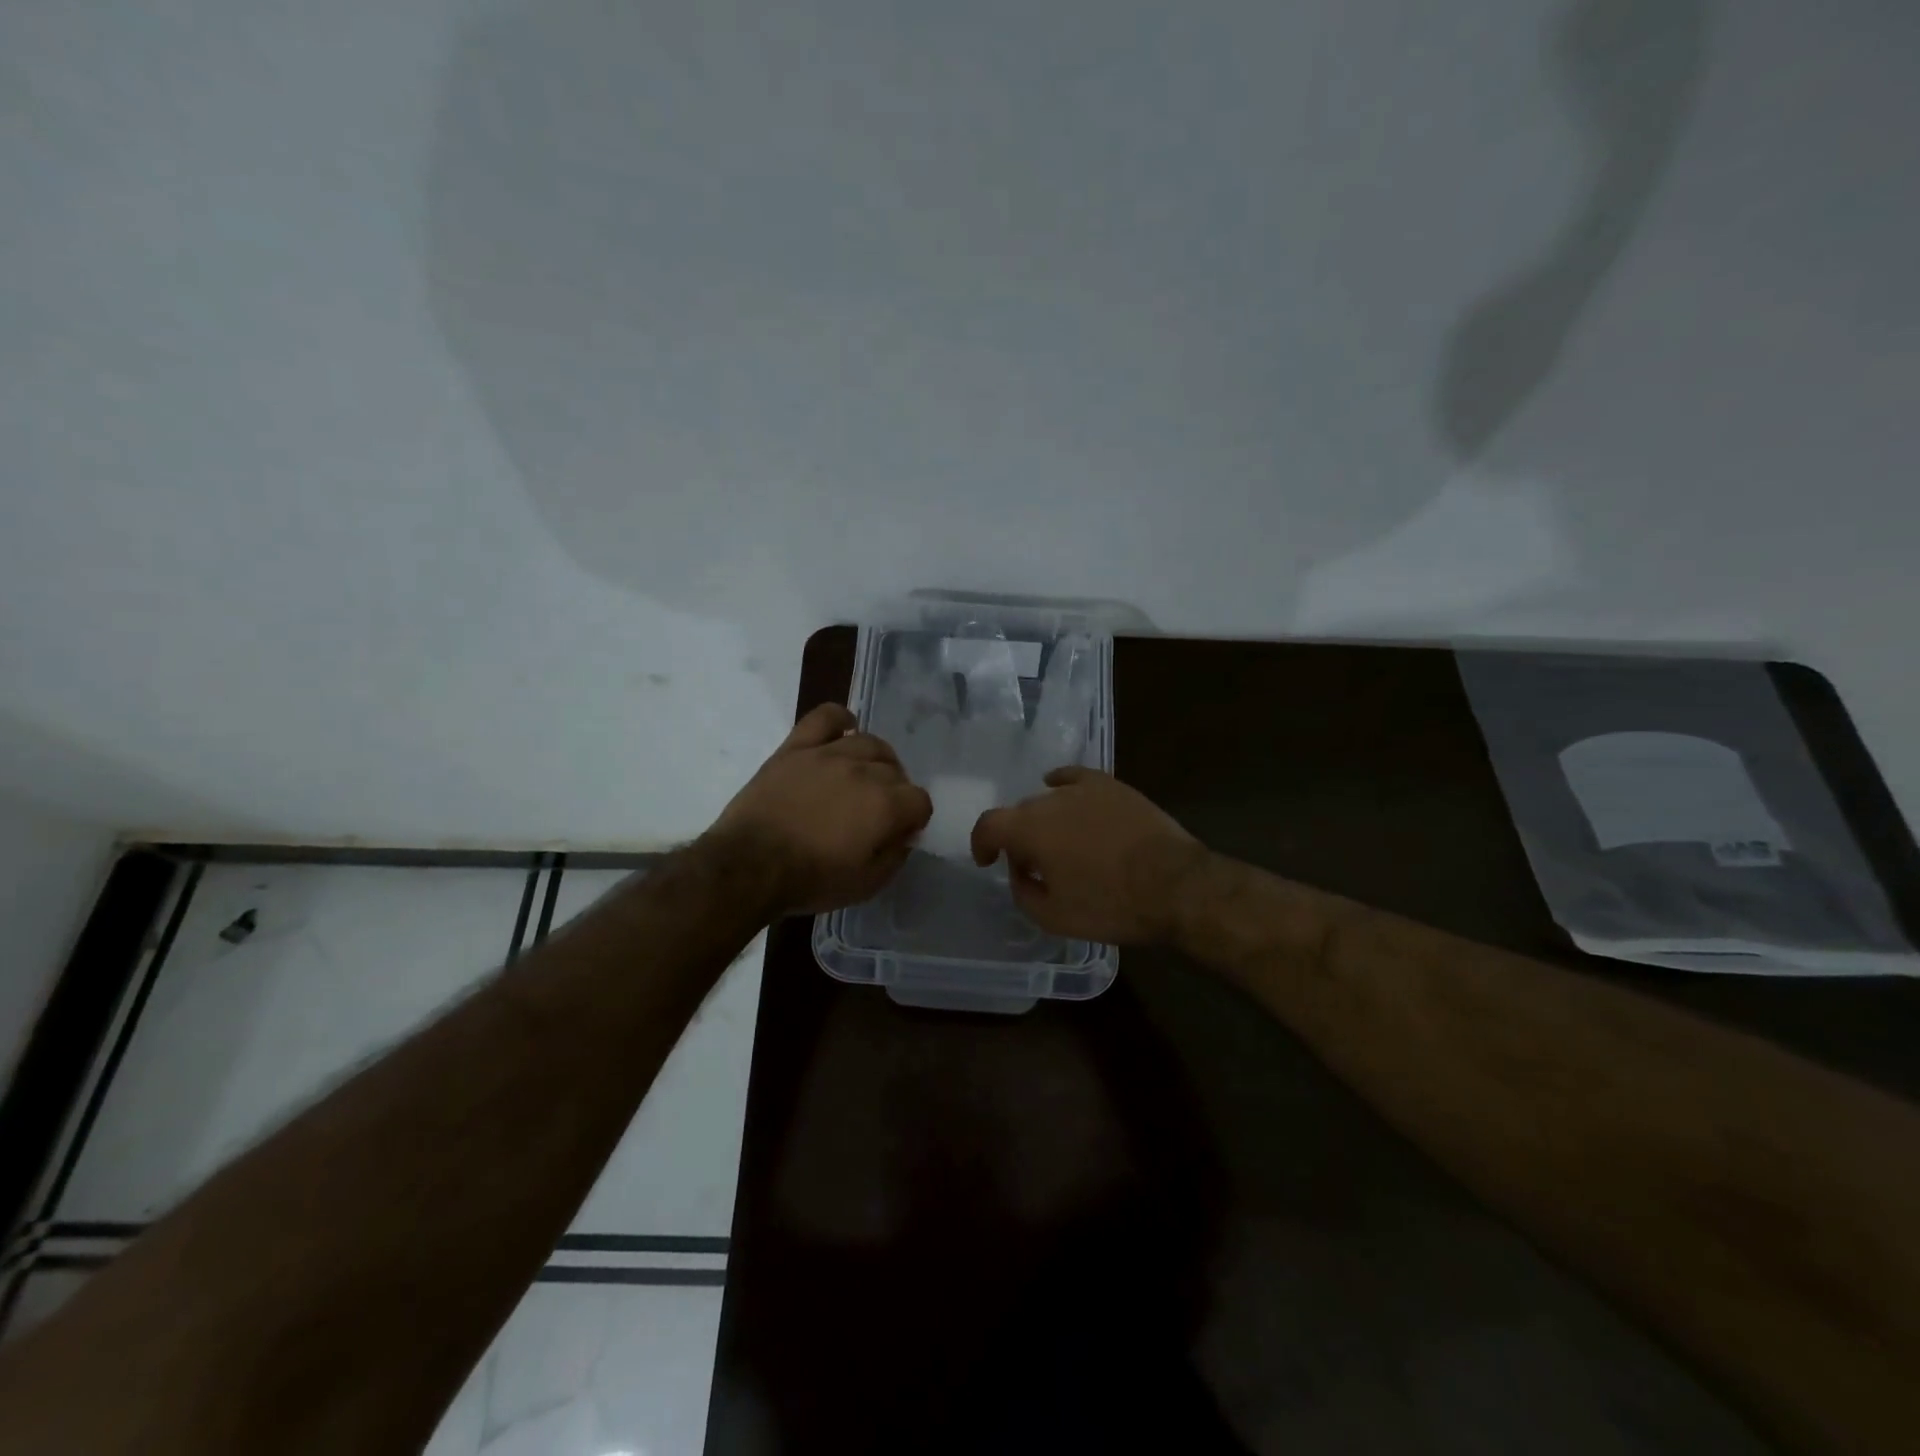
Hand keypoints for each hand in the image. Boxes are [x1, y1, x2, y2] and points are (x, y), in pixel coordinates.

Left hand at [710, 703, 932, 917]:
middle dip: (894, 793)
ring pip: (868, 742)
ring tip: (863, 777)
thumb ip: (895, 856)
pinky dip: (840, 719)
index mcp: (886, 805)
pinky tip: (844, 730)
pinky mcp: (797, 747)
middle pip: (895, 771)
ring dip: (875, 760)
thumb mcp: (866, 885)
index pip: (920, 801)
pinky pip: (826, 717)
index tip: (899, 832)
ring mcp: (829, 753)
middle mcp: (864, 771)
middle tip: (875, 813)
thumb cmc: (810, 880)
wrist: (748, 866)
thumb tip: (904, 834)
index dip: (913, 818)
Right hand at [970, 767, 1207, 944]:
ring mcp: (1083, 789)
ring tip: (1061, 845)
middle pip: (1021, 813)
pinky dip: (1063, 785)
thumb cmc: (1109, 904)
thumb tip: (1020, 873)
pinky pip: (1075, 778)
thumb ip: (1023, 892)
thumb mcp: (1053, 917)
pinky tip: (1063, 792)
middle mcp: (1050, 800)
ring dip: (1046, 821)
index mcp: (1029, 829)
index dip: (981, 843)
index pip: (989, 825)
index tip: (987, 861)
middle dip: (1019, 839)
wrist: (1174, 885)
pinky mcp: (1112, 786)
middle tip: (1033, 866)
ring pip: (1050, 800)